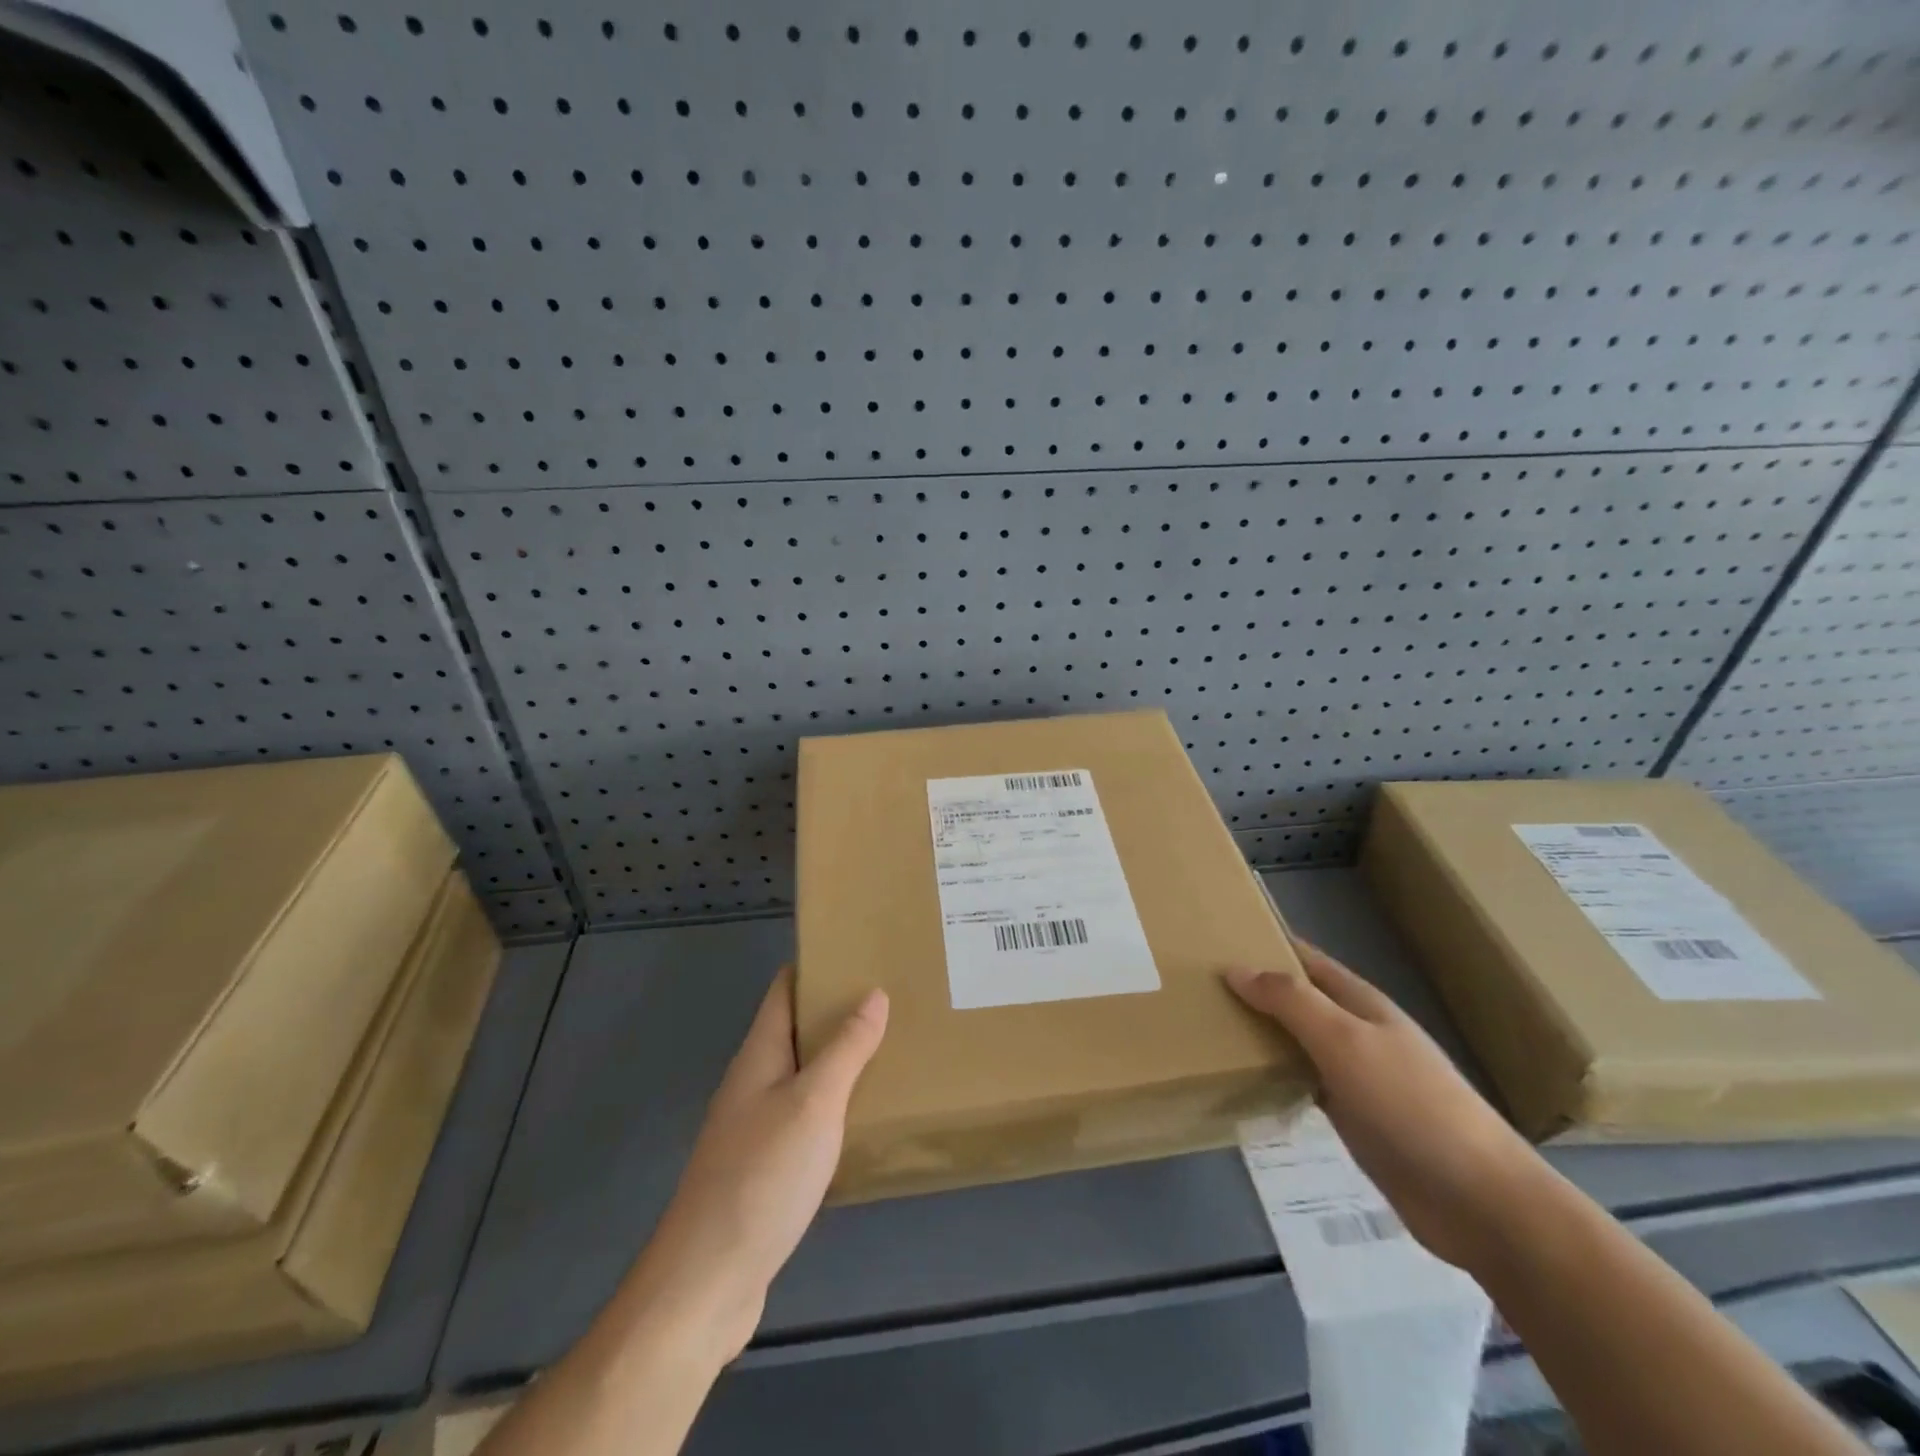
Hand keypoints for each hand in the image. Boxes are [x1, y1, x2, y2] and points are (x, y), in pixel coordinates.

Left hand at [623, 967, 887, 1363]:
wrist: (707, 1282)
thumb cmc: (762, 1177)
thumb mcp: (814, 1103)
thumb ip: (846, 1048)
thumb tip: (873, 992)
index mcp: (759, 1055)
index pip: (784, 990)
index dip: (817, 965)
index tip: (862, 951)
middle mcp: (753, 1083)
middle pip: (796, 1030)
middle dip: (838, 1012)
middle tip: (893, 1000)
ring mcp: (755, 1128)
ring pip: (803, 1076)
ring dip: (839, 1060)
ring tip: (890, 1050)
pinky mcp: (765, 1169)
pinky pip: (805, 1118)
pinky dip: (834, 1106)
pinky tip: (865, 1118)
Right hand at [1227, 941, 1540, 1270]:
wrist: (1478, 1200)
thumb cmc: (1411, 1105)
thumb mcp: (1345, 1040)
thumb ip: (1291, 1002)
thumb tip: (1235, 968)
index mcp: (1360, 1003)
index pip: (1305, 959)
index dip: (1266, 944)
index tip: (1216, 939)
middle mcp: (1357, 1033)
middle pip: (1298, 999)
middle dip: (1255, 988)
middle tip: (1197, 986)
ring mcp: (1357, 1077)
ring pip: (1297, 1041)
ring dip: (1261, 1032)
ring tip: (1209, 1026)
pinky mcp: (1354, 1119)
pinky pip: (1303, 1083)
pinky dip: (1274, 1075)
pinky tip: (1243, 1079)